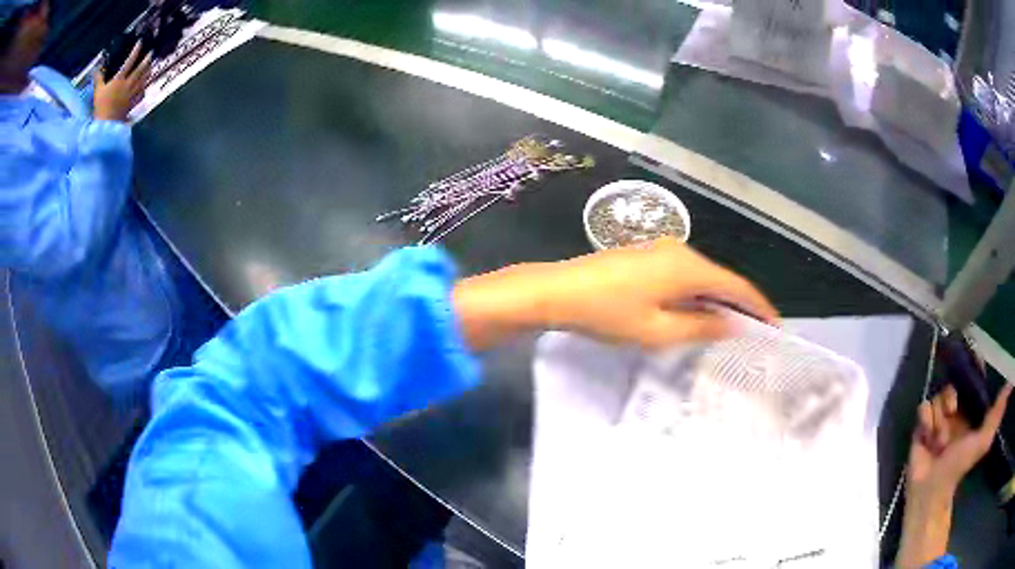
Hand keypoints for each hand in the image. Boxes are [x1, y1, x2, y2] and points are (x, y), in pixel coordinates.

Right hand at [93, 44, 151, 121]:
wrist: (106, 124)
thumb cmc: (101, 107)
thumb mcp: (98, 91)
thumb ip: (98, 79)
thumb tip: (96, 69)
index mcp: (119, 79)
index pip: (129, 61)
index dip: (135, 51)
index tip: (140, 42)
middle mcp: (128, 84)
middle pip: (140, 69)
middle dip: (146, 59)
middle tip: (151, 52)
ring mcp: (131, 94)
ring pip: (143, 79)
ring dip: (148, 71)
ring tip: (151, 65)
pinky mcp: (132, 103)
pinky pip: (141, 93)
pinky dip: (144, 87)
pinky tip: (146, 84)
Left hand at [453, 237, 777, 350]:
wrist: (557, 291)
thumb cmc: (607, 314)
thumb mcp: (657, 330)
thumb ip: (700, 325)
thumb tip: (733, 323)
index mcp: (688, 267)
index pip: (736, 286)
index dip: (758, 306)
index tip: (774, 326)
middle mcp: (681, 250)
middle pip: (721, 278)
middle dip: (739, 304)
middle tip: (754, 332)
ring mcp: (661, 249)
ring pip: (702, 276)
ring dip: (716, 300)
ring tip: (729, 328)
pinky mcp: (647, 255)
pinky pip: (683, 274)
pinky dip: (696, 294)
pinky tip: (696, 312)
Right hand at [896, 383, 1011, 567]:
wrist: (930, 490)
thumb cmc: (959, 466)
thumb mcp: (982, 441)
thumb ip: (996, 415)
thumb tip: (1011, 384)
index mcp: (970, 411)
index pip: (972, 380)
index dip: (971, 369)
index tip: (970, 361)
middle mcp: (956, 410)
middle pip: (953, 384)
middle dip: (950, 398)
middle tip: (952, 413)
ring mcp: (938, 418)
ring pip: (937, 396)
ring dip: (938, 417)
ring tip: (938, 441)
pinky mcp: (921, 425)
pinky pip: (923, 407)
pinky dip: (926, 421)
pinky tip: (926, 437)